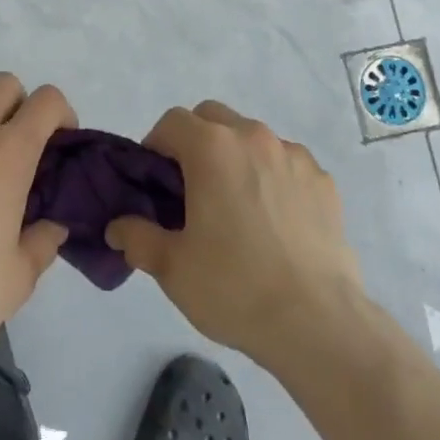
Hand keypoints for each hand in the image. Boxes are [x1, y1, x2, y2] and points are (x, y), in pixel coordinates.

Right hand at [106, 101, 365, 366]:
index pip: (172, 121)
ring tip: (237, 207)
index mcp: (212, 147)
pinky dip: (273, 177)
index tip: (155, 182)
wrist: (317, 322)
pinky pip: (287, 163)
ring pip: (252, 137)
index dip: (156, 145)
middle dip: (195, 141)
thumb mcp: (172, 268)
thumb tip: (117, 227)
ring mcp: (293, 155)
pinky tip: (275, 222)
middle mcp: (253, 136)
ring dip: (236, 157)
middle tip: (191, 189)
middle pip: (213, 117)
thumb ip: (138, 237)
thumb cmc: (235, 288)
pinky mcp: (323, 180)